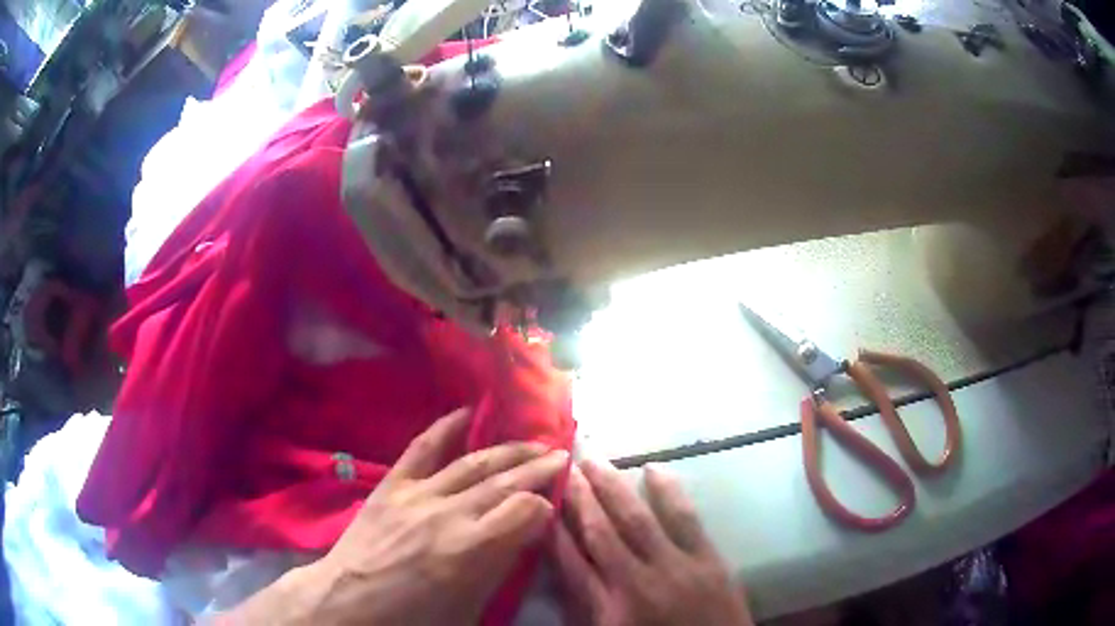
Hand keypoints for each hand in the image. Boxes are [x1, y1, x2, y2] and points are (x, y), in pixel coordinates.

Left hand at [222, 408, 567, 625]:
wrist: (348, 600)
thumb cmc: (413, 616)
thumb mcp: (469, 608)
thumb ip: (501, 566)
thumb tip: (527, 531)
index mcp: (469, 550)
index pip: (525, 510)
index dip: (545, 503)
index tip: (554, 503)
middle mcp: (448, 514)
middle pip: (504, 482)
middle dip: (538, 466)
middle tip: (562, 454)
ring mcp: (417, 494)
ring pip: (473, 463)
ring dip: (508, 450)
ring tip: (533, 442)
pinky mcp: (392, 485)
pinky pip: (421, 448)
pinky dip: (445, 427)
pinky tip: (468, 411)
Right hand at [552, 459, 752, 625]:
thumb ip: (587, 605)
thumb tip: (567, 565)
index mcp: (611, 607)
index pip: (572, 563)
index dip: (555, 530)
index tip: (541, 501)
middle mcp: (638, 582)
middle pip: (601, 532)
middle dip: (580, 498)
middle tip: (565, 465)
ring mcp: (677, 567)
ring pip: (638, 519)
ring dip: (614, 487)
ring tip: (595, 460)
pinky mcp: (709, 559)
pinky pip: (686, 518)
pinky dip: (669, 491)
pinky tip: (654, 469)